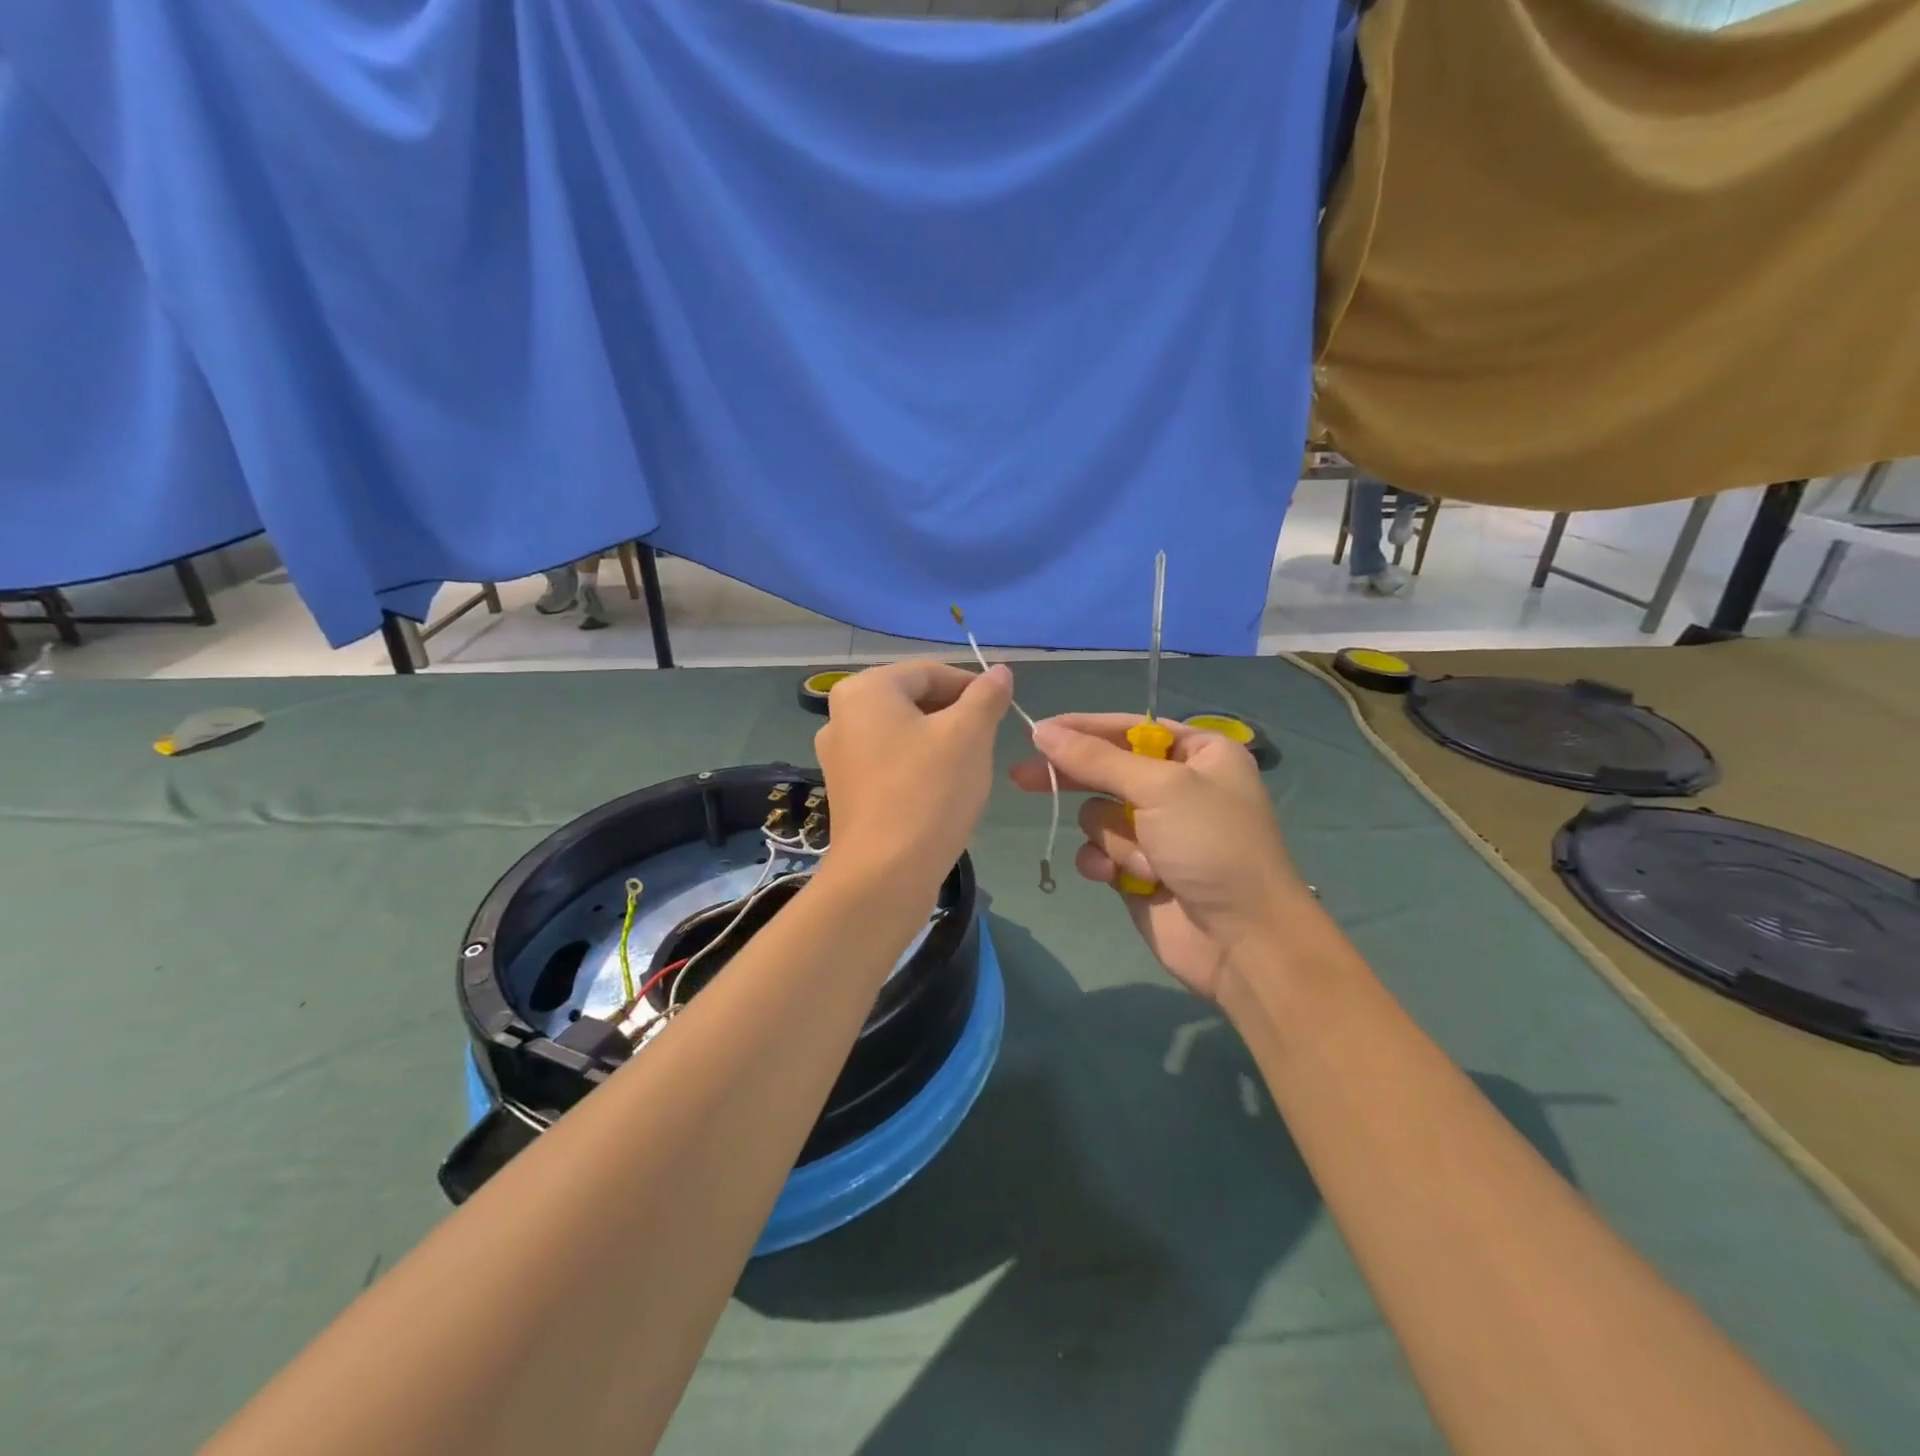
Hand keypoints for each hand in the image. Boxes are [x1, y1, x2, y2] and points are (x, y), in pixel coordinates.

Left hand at [815, 660, 1012, 892]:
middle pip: (912, 700)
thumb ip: (986, 696)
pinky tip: (940, 791)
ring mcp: (837, 755)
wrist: (885, 873)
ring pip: (902, 732)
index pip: (929, 672)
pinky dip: (917, 766)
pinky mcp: (845, 789)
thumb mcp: (970, 735)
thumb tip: (1000, 672)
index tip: (1002, 709)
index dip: (972, 685)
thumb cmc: (929, 791)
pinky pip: (889, 762)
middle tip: (987, 739)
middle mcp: (840, 715)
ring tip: (968, 767)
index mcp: (866, 689)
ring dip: (939, 741)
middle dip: (954, 715)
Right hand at [1010, 715, 1313, 1001]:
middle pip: (1106, 769)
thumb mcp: (1160, 788)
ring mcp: (1155, 830)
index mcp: (1199, 753)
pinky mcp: (1136, 868)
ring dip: (1115, 838)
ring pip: (1098, 815)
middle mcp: (1177, 787)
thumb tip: (1041, 730)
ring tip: (1148, 861)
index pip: (1130, 728)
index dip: (1083, 728)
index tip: (1038, 730)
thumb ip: (1097, 758)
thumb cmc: (1213, 846)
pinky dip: (1105, 863)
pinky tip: (1120, 878)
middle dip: (1074, 777)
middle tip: (1022, 776)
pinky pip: (1098, 851)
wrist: (1242, 940)